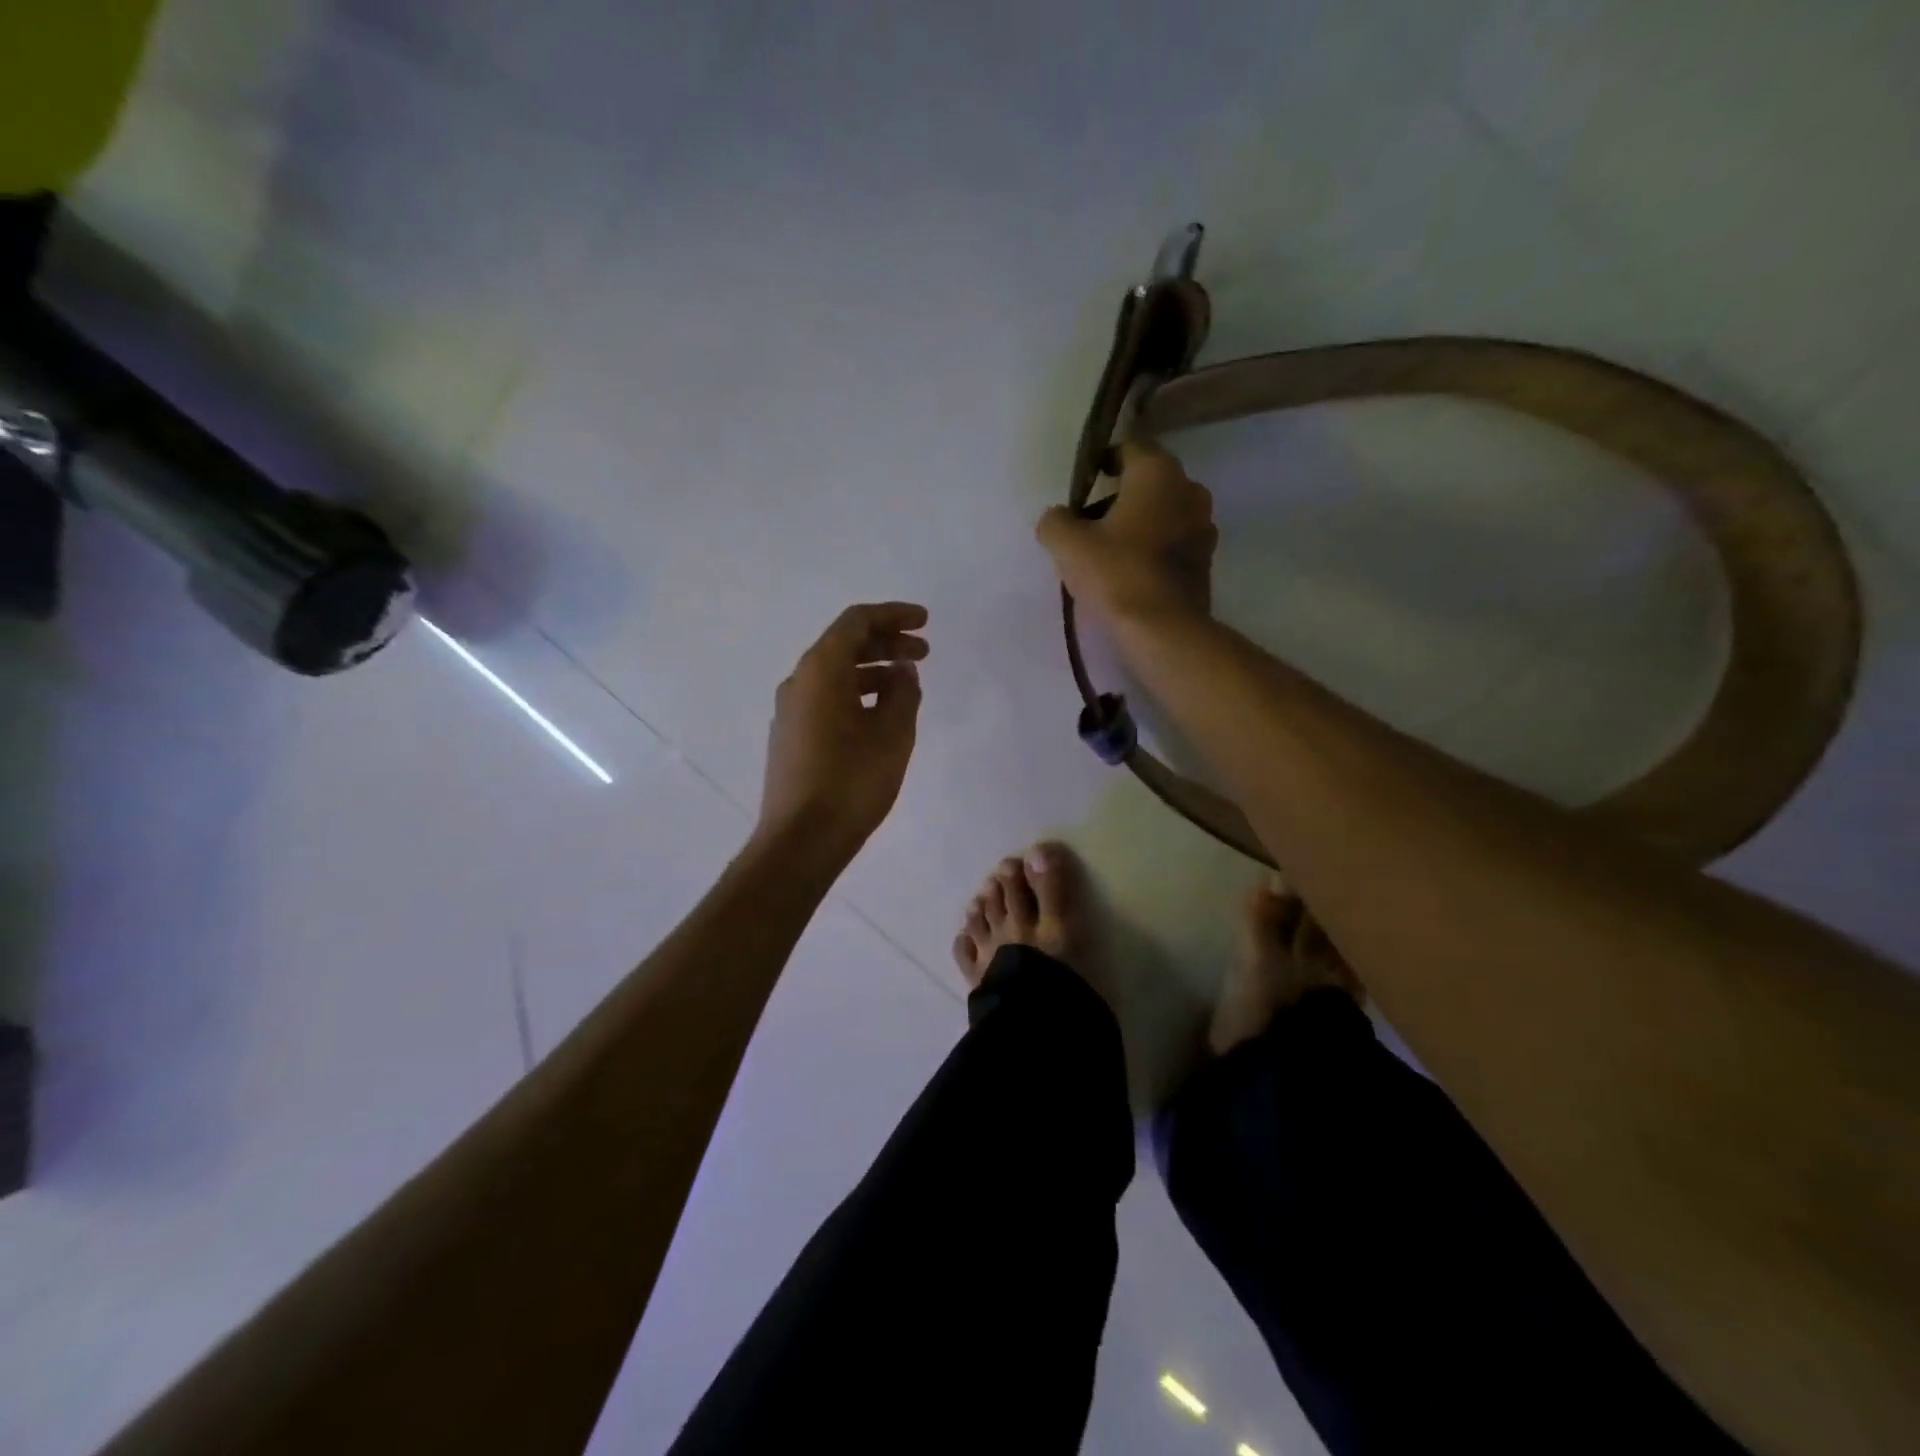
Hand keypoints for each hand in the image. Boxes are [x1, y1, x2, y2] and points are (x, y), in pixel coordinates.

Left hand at [755, 602, 929, 861]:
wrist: (800, 841)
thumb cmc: (851, 782)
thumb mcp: (892, 734)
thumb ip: (903, 693)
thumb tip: (902, 671)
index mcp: (820, 670)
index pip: (857, 622)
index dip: (893, 615)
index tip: (925, 621)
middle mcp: (799, 682)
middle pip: (845, 645)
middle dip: (887, 643)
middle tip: (924, 653)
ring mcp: (791, 710)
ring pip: (835, 673)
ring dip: (874, 671)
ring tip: (908, 686)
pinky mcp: (791, 736)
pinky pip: (827, 698)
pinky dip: (857, 693)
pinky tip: (881, 714)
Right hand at [1035, 440, 1216, 624]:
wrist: (1163, 629)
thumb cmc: (1116, 573)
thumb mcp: (1068, 544)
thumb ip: (1056, 521)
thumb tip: (1056, 517)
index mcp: (1158, 473)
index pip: (1131, 446)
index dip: (1105, 460)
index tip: (1086, 479)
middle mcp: (1189, 489)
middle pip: (1150, 481)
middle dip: (1122, 494)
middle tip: (1091, 519)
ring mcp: (1204, 526)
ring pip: (1164, 511)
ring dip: (1140, 522)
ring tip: (1109, 549)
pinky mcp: (1206, 560)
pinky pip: (1174, 541)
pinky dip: (1154, 547)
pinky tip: (1130, 570)